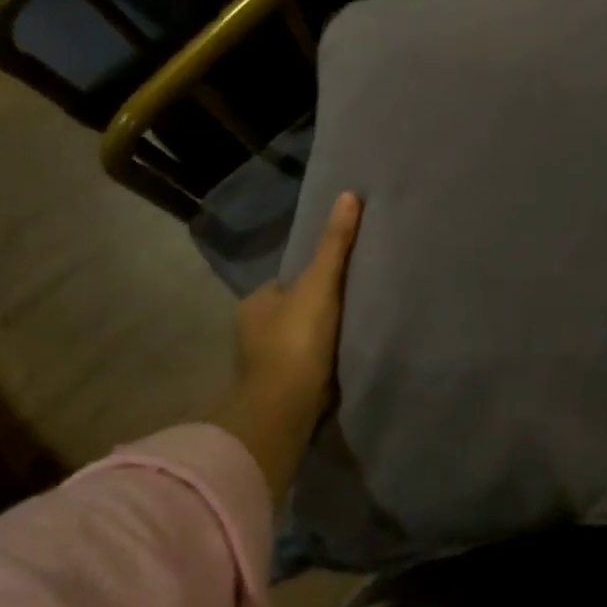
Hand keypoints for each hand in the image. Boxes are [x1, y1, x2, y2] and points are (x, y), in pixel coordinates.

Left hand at [230, 192, 361, 498]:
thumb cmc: (297, 341)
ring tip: (353, 333)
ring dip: (319, 338)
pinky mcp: (280, 390)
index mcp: (255, 303)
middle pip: (294, 310)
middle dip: (317, 309)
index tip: (341, 278)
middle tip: (352, 305)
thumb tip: (349, 195)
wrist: (283, 411)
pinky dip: (320, 362)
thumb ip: (335, 244)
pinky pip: (305, 365)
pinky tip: (342, 362)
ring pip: (299, 339)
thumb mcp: (320, 284)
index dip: (314, 277)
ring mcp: (265, 364)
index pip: (288, 281)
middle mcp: (253, 332)